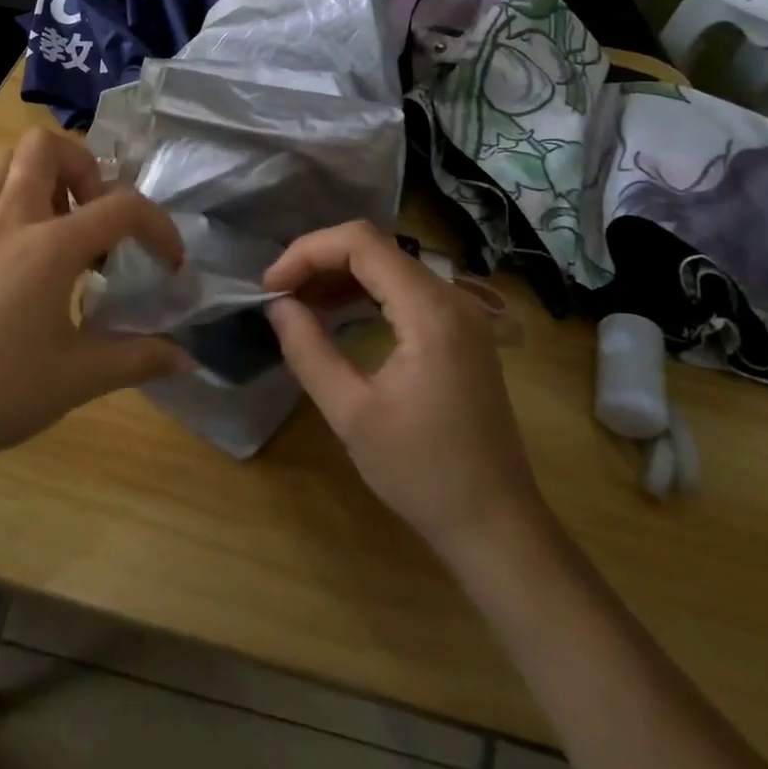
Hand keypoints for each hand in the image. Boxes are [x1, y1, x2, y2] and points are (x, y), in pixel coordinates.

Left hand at [0, 129, 189, 485]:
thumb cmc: (2, 390)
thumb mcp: (81, 377)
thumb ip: (139, 358)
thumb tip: (187, 359)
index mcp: (50, 246)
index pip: (121, 206)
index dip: (159, 228)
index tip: (171, 265)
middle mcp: (13, 220)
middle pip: (45, 147)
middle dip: (85, 167)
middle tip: (99, 218)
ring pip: (7, 160)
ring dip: (45, 174)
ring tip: (67, 224)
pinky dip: (15, 196)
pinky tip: (29, 247)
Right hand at [264, 222, 541, 554]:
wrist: (496, 526)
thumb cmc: (423, 473)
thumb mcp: (352, 414)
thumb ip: (308, 350)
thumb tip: (277, 305)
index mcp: (431, 310)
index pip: (361, 243)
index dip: (308, 252)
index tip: (272, 287)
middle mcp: (451, 297)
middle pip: (374, 248)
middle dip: (319, 261)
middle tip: (279, 295)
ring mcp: (461, 313)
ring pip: (388, 265)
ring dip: (339, 276)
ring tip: (298, 303)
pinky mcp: (460, 331)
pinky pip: (404, 290)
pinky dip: (364, 293)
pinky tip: (336, 315)